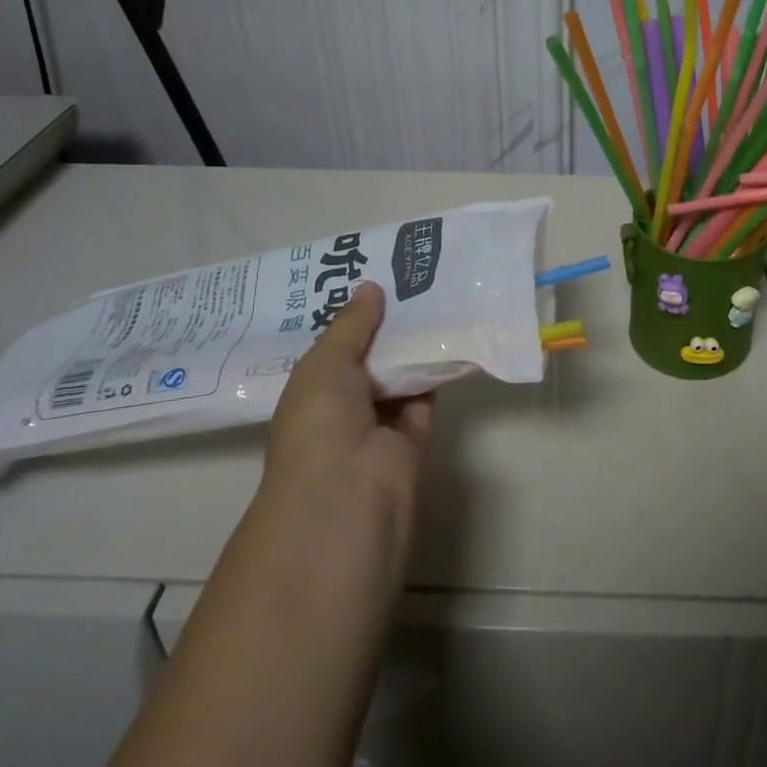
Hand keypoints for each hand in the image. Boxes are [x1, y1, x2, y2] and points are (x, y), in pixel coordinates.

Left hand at [259, 281, 432, 578]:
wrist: (348, 492)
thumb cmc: (319, 421)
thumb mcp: (326, 362)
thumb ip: (352, 324)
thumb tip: (372, 286)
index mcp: (311, 388)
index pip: (334, 345)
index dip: (352, 314)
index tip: (376, 274)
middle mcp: (343, 404)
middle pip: (371, 355)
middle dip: (388, 322)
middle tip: (414, 275)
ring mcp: (380, 422)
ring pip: (401, 373)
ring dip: (416, 342)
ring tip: (439, 291)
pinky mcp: (415, 434)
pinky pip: (428, 393)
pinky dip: (440, 368)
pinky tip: (455, 331)